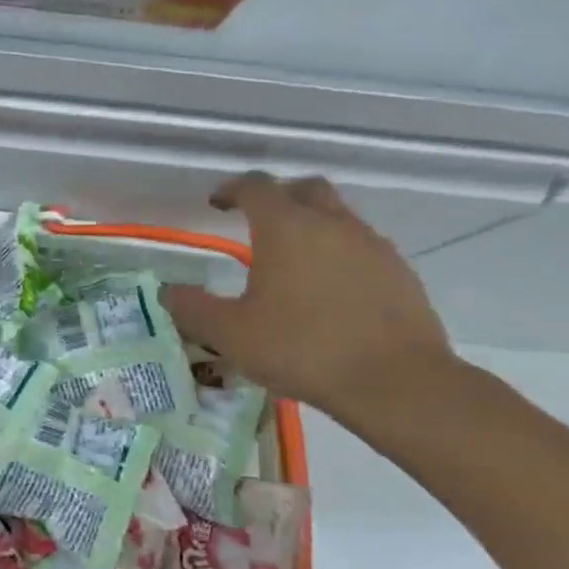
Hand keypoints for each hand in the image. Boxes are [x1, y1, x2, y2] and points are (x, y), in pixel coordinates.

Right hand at [165, 172, 456, 424]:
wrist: (396, 382)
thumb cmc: (301, 348)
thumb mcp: (230, 334)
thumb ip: (193, 308)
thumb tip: (168, 292)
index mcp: (286, 228)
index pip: (256, 186)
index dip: (232, 189)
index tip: (217, 203)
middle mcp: (332, 224)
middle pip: (304, 189)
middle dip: (277, 196)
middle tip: (256, 220)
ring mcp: (372, 246)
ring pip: (337, 217)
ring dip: (311, 226)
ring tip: (291, 261)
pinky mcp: (399, 273)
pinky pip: (361, 248)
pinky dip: (338, 254)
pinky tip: (327, 291)